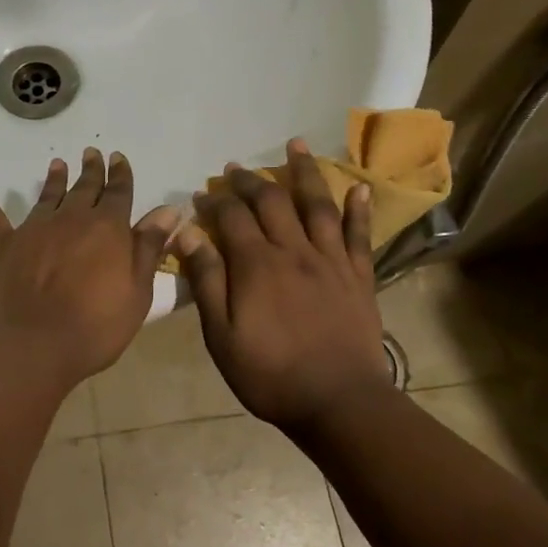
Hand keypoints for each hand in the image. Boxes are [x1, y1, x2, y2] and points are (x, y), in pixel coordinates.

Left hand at [0, 149, 179, 390]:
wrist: (34, 347)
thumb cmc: (96, 326)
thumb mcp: (137, 292)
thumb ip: (149, 247)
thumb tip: (169, 209)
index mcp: (108, 228)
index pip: (119, 192)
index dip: (121, 174)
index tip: (118, 158)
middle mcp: (71, 218)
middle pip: (85, 187)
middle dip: (92, 170)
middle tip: (92, 153)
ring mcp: (34, 229)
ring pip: (48, 195)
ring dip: (54, 179)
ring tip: (58, 164)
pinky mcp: (3, 245)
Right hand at [177, 139, 390, 432]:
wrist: (338, 402)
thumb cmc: (270, 374)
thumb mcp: (222, 335)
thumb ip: (207, 281)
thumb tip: (187, 234)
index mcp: (258, 265)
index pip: (232, 218)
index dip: (215, 201)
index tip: (202, 194)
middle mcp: (295, 251)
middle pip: (272, 202)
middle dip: (251, 180)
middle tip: (236, 167)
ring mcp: (331, 261)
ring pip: (317, 206)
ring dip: (305, 172)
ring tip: (297, 144)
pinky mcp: (359, 276)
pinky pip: (360, 234)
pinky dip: (359, 208)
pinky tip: (358, 186)